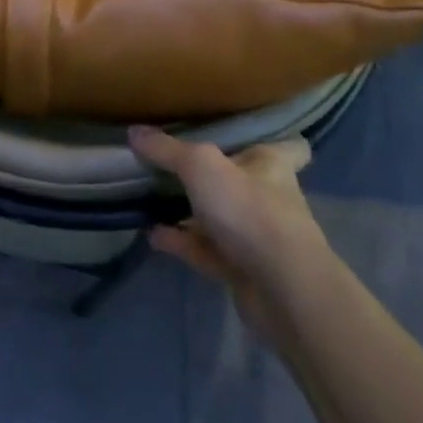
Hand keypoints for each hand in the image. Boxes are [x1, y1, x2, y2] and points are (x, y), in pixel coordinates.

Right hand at [129, 127, 333, 341]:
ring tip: (151, 198)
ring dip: (189, 211)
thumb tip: (135, 131)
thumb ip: (167, 149)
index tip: (250, 134)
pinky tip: (153, 234)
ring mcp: (256, 236)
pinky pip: (205, 249)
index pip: (287, 146)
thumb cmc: (249, 210)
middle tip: (175, 160)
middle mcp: (268, 197)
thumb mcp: (200, 166)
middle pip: (241, 180)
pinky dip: (181, 241)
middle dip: (213, 174)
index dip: (274, 139)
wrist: (282, 291)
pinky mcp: (242, 269)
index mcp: (271, 164)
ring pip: (219, 217)